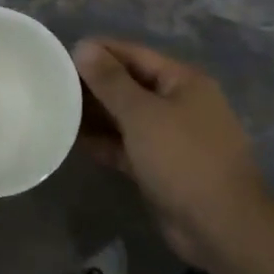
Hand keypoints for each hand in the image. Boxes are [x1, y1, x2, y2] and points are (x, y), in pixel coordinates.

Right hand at [75, 38, 267, 268]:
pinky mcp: (160, 167)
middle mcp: (178, 103)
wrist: (221, 226)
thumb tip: (84, 47)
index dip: (100, 51)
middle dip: (94, 83)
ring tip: (57, 108)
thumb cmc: (183, 158)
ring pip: (126, 117)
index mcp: (182, 81)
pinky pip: (127, 145)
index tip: (62, 53)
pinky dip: (105, 142)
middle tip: (52, 82)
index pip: (134, 54)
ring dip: (96, 114)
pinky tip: (74, 139)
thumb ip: (110, 81)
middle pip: (129, 84)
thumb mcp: (142, 114)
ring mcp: (170, 137)